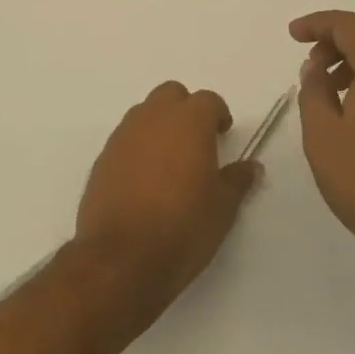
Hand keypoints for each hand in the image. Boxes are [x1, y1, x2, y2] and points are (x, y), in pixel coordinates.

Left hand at [73, 81, 260, 315]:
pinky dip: (137, 148)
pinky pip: (125, 139)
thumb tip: (251, 166)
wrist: (121, 259)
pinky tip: (144, 180)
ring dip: (159, 126)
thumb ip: (237, 180)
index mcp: (189, 121)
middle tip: (196, 141)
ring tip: (169, 162)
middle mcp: (154, 118)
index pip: (208, 100)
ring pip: (145, 114)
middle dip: (185, 110)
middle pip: (171, 95)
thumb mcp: (222, 208)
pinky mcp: (102, 158)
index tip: (222, 135)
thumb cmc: (183, 227)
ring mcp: (124, 136)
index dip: (217, 115)